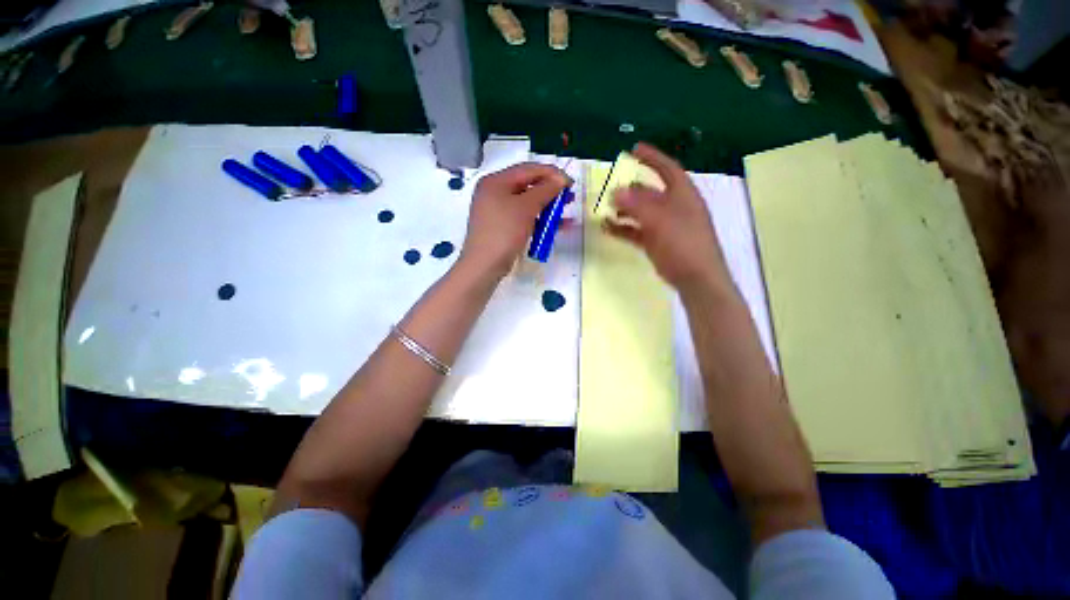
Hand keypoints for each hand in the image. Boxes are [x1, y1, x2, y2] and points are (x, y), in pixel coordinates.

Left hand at [458, 162, 570, 280]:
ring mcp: (496, 210)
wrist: (485, 265)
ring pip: (526, 203)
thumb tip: (561, 179)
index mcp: (496, 181)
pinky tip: (554, 226)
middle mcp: (494, 192)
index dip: (552, 173)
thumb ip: (545, 190)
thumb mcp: (526, 207)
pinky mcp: (501, 226)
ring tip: (564, 212)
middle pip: (527, 186)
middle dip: (550, 191)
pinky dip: (538, 219)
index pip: (528, 169)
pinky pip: (522, 217)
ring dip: (546, 207)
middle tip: (569, 197)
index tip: (571, 183)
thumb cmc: (504, 231)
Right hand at [605, 143, 732, 292]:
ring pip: (641, 212)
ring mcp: (664, 225)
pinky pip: (636, 231)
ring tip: (606, 211)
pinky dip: (623, 229)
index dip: (652, 157)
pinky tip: (607, 229)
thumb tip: (615, 191)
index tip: (634, 148)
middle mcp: (674, 207)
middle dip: (630, 190)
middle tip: (610, 191)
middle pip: (650, 192)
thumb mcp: (660, 221)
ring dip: (624, 211)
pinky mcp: (656, 242)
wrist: (695, 277)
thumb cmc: (683, 243)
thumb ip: (637, 205)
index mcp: (682, 194)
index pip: (667, 169)